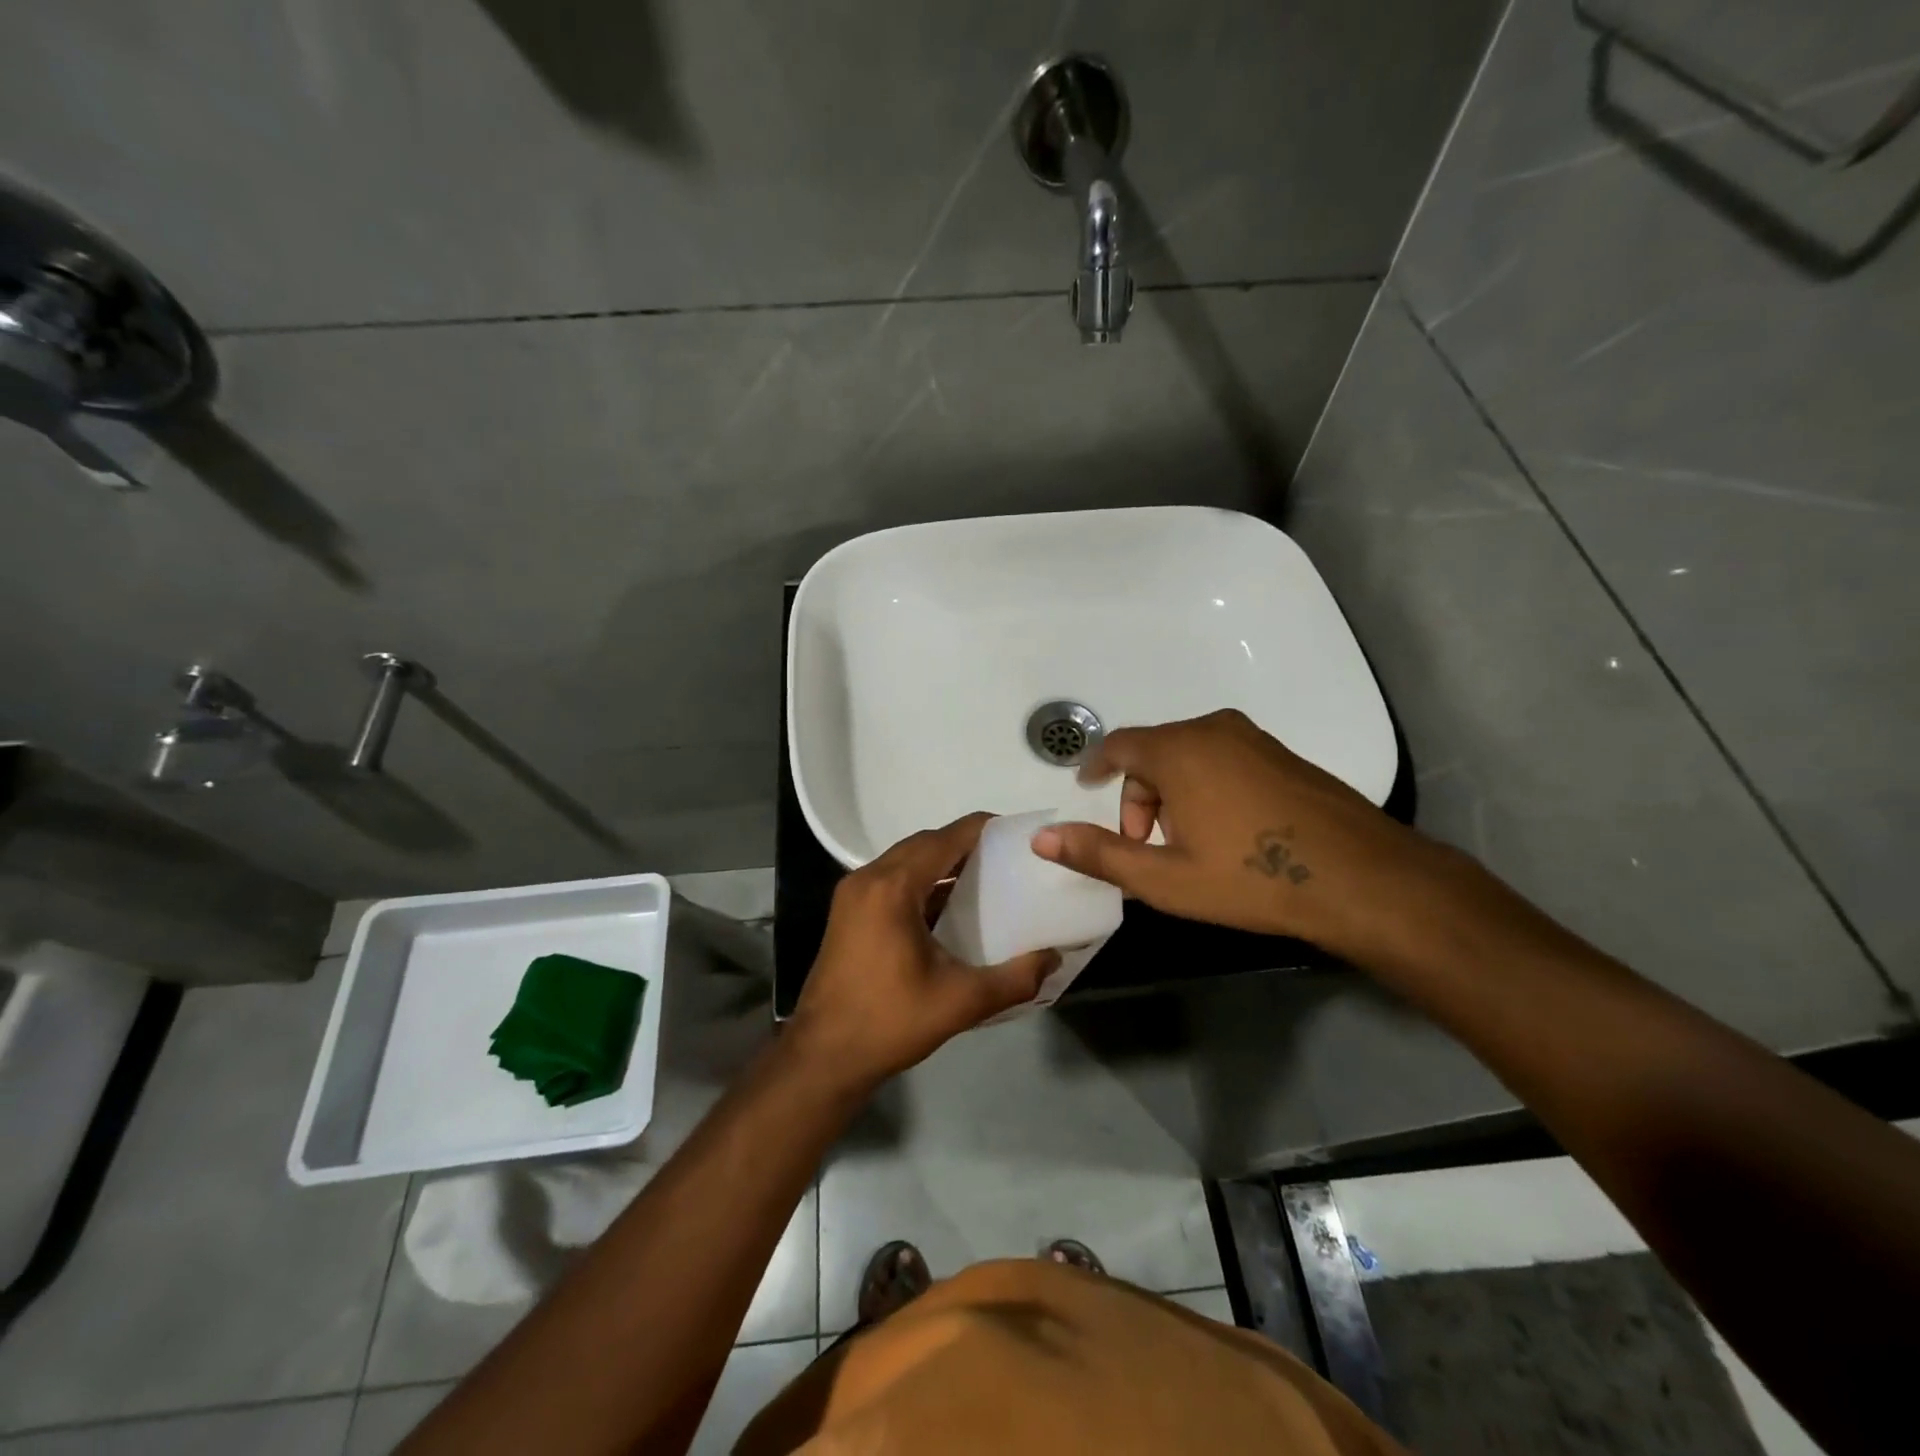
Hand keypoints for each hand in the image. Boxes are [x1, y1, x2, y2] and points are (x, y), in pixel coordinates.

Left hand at [790, 814, 1058, 1089]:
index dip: (983, 829)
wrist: (823, 1056)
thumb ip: (1015, 978)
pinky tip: (949, 906)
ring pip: (906, 860)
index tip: (1018, 834)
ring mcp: (853, 894)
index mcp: (893, 887)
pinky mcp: (848, 912)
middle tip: (1008, 859)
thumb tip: (1054, 957)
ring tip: (986, 879)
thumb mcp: (961, 1002)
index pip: (946, 838)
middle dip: (965, 844)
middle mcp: (869, 878)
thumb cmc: (889, 1022)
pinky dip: (922, 882)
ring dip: (942, 863)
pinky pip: (892, 879)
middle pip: (925, 843)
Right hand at [1030, 710, 1435, 958]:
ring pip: (1189, 755)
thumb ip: (1099, 854)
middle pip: (1153, 752)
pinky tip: (1228, 831)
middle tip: (1146, 845)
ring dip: (1172, 792)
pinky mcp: (1282, 754)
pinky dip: (1206, 785)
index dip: (1095, 768)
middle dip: (1138, 796)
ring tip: (1188, 844)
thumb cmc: (1251, 877)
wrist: (1361, 879)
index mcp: (1179, 751)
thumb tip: (1042, 839)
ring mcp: (1253, 739)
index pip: (1118, 746)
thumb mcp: (1165, 878)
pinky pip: (1223, 758)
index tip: (1086, 791)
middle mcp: (1213, 730)